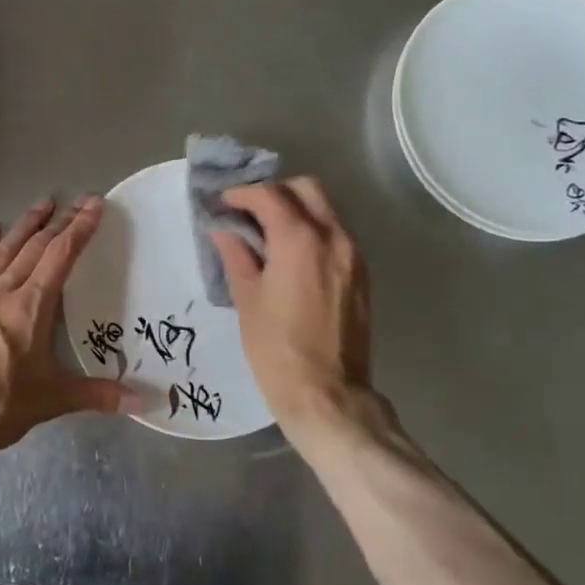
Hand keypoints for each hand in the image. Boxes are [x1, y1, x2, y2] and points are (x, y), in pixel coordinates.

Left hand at [0, 198, 133, 460]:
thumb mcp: (52, 401)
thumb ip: (98, 395)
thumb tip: (145, 402)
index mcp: (31, 307)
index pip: (61, 256)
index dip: (80, 228)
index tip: (94, 205)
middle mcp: (2, 292)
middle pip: (34, 247)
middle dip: (58, 221)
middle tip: (76, 200)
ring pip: (3, 251)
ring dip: (24, 226)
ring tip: (41, 204)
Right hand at [210, 178, 373, 442]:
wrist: (327, 394)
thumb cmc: (276, 348)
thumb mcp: (247, 298)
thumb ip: (236, 254)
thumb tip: (224, 230)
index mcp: (299, 239)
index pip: (269, 195)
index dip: (242, 194)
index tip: (223, 203)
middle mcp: (333, 237)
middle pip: (306, 189)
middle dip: (275, 192)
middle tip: (248, 211)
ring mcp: (353, 256)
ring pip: (325, 210)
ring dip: (296, 209)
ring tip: (267, 232)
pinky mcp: (361, 275)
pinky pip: (336, 235)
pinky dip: (313, 230)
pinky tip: (291, 255)